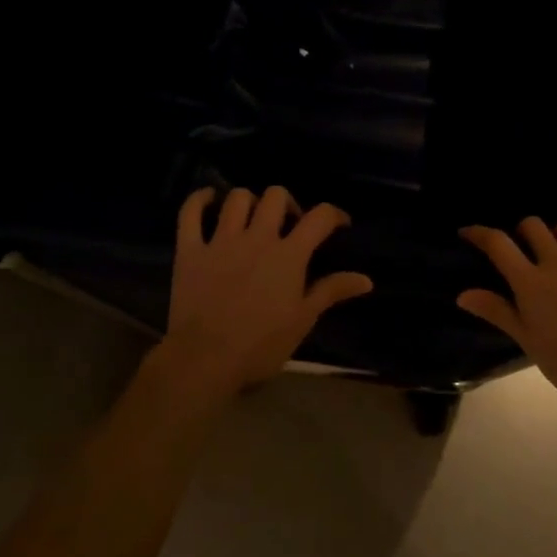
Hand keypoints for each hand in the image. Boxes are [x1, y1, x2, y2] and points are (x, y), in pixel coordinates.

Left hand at [151, 185, 372, 401]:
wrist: (204, 360)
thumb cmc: (260, 345)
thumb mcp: (303, 320)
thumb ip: (331, 291)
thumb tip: (366, 279)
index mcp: (289, 255)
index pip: (320, 217)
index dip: (334, 214)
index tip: (339, 224)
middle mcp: (257, 238)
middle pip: (276, 196)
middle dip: (288, 203)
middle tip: (289, 224)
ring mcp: (220, 241)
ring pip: (236, 198)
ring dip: (249, 201)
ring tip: (253, 217)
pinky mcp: (190, 250)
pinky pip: (190, 213)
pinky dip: (198, 200)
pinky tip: (208, 199)